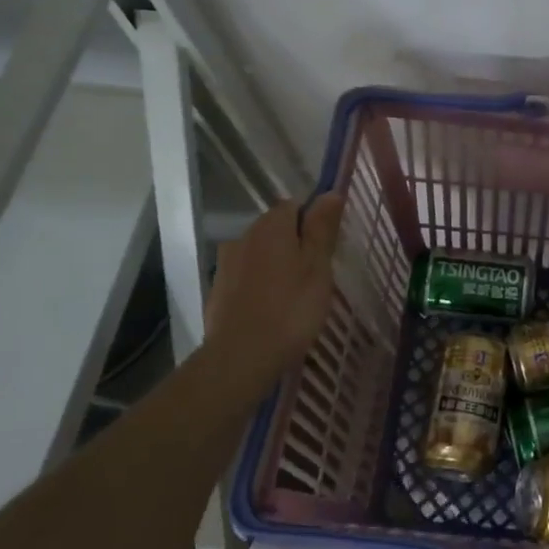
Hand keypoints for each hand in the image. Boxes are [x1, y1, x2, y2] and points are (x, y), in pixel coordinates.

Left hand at [204, 195, 344, 384]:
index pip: (295, 205)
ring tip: (294, 295)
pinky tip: (272, 308)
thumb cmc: (291, 308)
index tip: (326, 248)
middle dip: (295, 243)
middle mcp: (244, 236)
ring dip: (277, 264)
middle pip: (276, 228)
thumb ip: (322, 227)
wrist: (242, 355)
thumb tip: (330, 192)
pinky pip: (246, 275)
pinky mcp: (218, 289)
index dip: (313, 222)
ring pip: (260, 252)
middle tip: (316, 275)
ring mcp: (227, 263)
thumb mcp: (318, 266)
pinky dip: (260, 284)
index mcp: (271, 226)